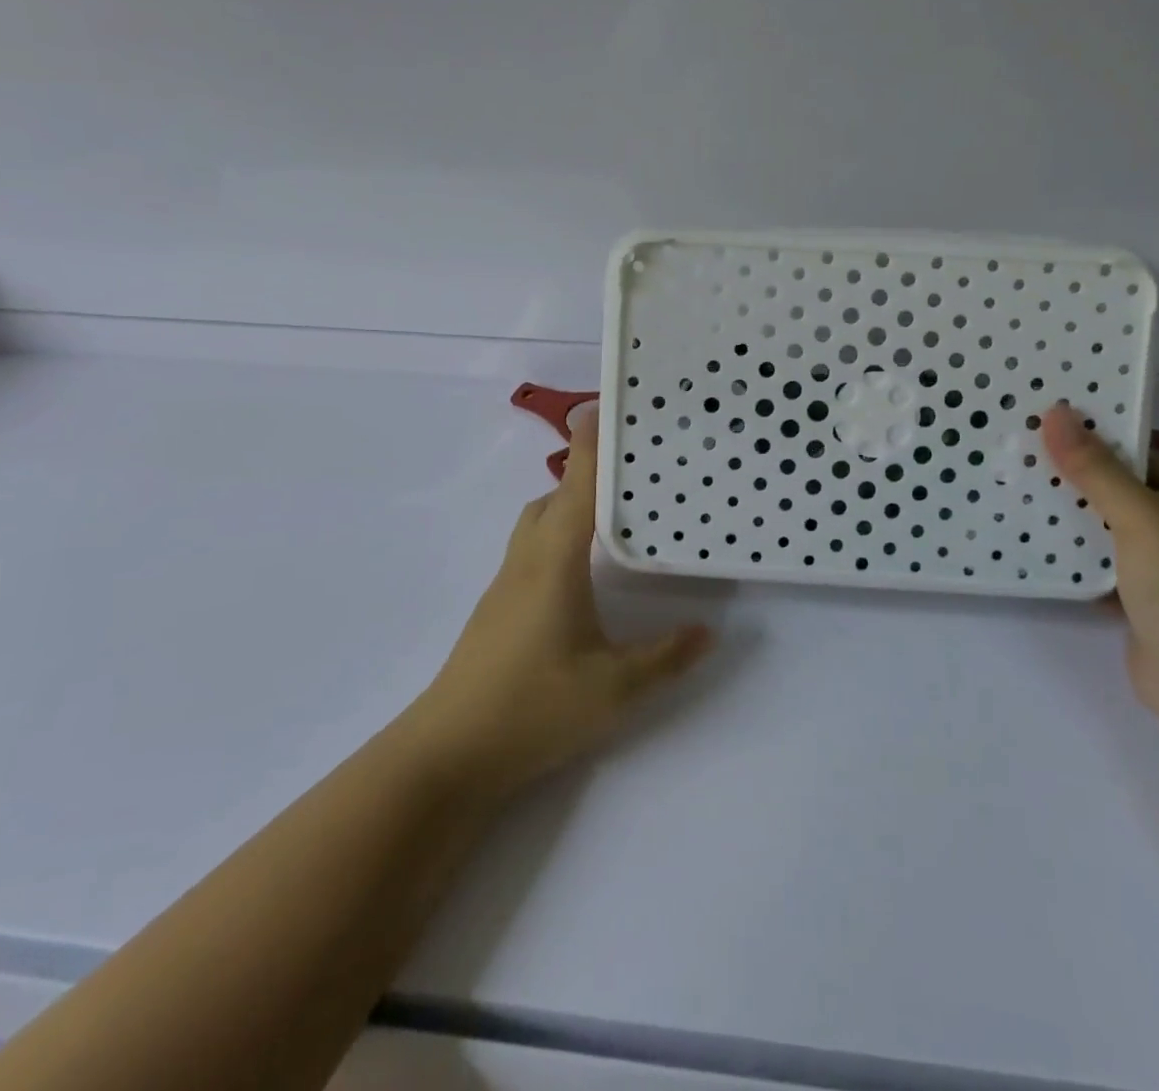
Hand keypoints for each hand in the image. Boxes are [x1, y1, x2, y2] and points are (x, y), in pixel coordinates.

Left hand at [410, 409, 713, 799]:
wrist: (448, 753)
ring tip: (610, 511)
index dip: (591, 445)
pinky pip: (531, 547)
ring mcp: (506, 583)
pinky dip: (557, 532)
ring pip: (537, 521)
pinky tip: (579, 566)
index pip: (577, 488)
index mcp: (554, 562)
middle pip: (553, 496)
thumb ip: (666, 656)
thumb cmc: (532, 708)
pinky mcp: (498, 607)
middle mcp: (527, 560)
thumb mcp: (614, 688)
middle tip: (628, 465)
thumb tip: (710, 631)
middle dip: (585, 471)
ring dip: (567, 502)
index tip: (606, 406)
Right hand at [1041, 403, 1158, 730]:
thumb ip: (1095, 469)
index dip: (1093, 439)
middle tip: (1015, 459)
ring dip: (1065, 519)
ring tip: (1011, 494)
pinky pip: (1096, 567)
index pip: (1137, 455)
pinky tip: (1028, 547)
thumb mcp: (1139, 516)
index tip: (1041, 427)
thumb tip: (1056, 412)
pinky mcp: (1137, 601)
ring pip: (1103, 530)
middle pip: (1115, 491)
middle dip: (1070, 479)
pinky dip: (1069, 558)